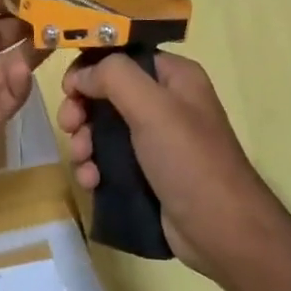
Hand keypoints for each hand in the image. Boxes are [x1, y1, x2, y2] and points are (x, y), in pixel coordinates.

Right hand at [59, 52, 276, 275]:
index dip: (91, 67)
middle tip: (69, 126)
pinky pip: (106, 160)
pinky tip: (91, 182)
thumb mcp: (153, 108)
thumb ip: (113, 77)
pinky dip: (93, 167)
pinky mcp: (145, 172)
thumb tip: (81, 76)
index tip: (69, 89)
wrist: (221, 233)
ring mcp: (154, 140)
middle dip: (81, 110)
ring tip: (83, 162)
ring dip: (83, 142)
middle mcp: (165, 103)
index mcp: (173, 77)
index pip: (121, 57)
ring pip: (101, 129)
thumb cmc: (189, 161)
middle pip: (105, 93)